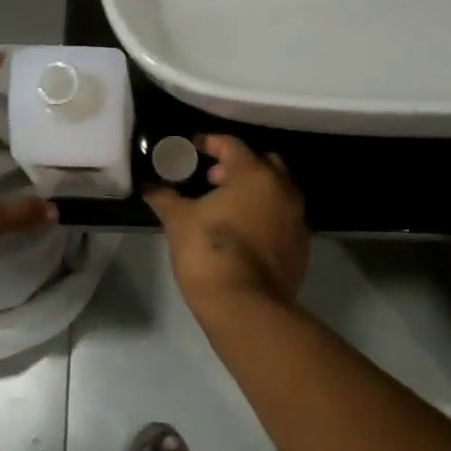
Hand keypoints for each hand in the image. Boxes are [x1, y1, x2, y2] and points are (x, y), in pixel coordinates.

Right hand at [145, 135, 309, 311]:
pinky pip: (283, 218)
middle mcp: (283, 190)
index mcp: (254, 174)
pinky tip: (243, 232)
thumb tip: (149, 187)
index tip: (192, 148)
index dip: (210, 143)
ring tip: (226, 206)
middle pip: (264, 163)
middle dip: (239, 165)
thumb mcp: (178, 220)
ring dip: (255, 191)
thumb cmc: (209, 252)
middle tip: (213, 178)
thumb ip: (164, 197)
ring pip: (278, 191)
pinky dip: (266, 216)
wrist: (245, 307)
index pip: (232, 145)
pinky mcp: (302, 247)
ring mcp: (297, 220)